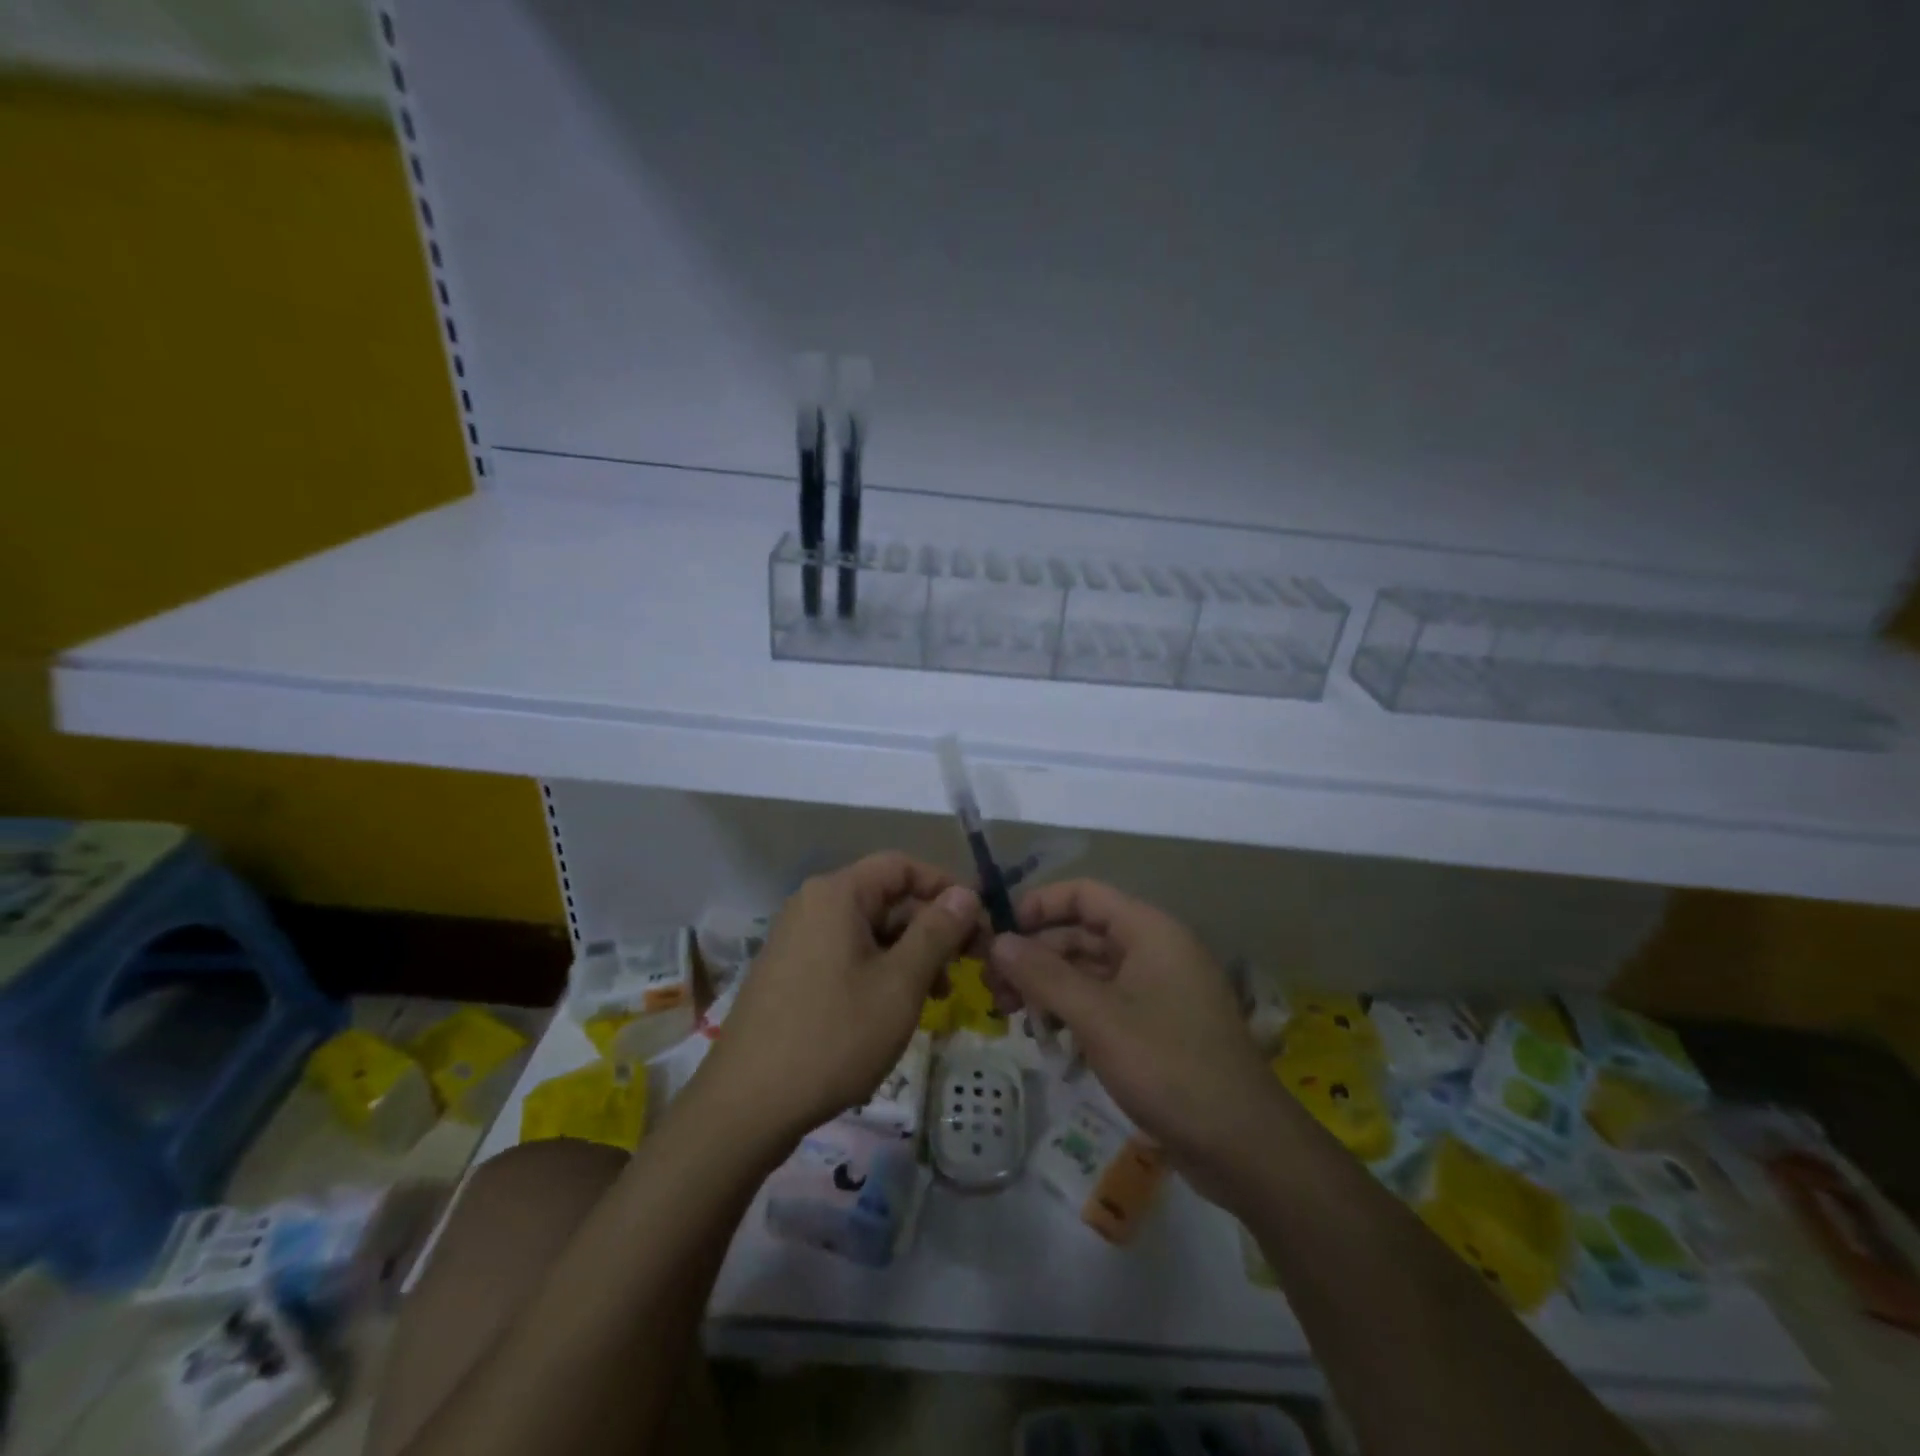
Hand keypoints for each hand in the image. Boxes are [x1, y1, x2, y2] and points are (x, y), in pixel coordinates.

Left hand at [695, 852, 979, 1148]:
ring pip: (869, 931)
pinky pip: (846, 955)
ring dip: (909, 955)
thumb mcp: (900, 983)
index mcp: (837, 894)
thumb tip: (965, 893)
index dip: (946, 887)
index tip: (979, 923)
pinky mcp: (791, 972)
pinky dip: (879, 971)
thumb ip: (937, 932)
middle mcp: (813, 905)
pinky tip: (897, 1009)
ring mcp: (797, 939)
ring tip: (939, 996)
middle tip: (967, 967)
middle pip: (886, 898)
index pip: (902, 866)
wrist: (747, 1106)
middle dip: (931, 928)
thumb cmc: (834, 1036)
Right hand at [988, 879, 1277, 1189]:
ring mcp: (1157, 989)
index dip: (1039, 906)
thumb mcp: (1097, 1018)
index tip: (999, 934)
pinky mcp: (1156, 1026)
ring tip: (1011, 1015)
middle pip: (1083, 934)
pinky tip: (1047, 1038)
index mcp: (1149, 930)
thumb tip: (997, 941)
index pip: (1084, 894)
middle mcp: (1154, 950)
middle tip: (994, 987)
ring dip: (1050, 986)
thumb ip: (1043, 975)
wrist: (1243, 1146)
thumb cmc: (1168, 1066)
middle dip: (1036, 954)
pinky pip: (1105, 1003)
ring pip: (1090, 971)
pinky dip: (1074, 1012)